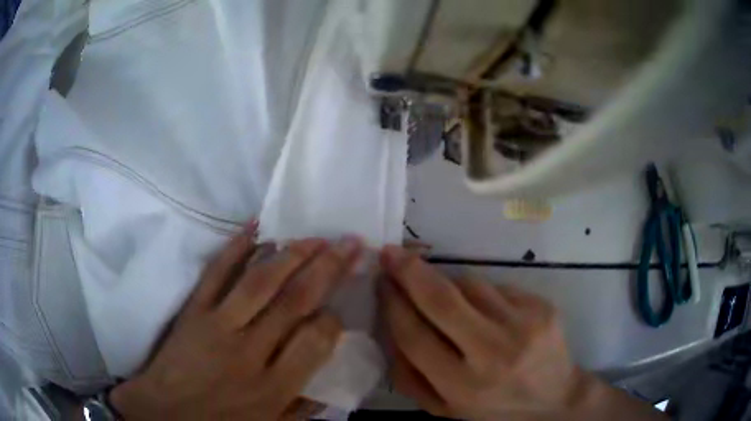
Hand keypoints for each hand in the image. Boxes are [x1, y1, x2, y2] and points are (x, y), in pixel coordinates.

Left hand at [110, 224, 361, 419]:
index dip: (333, 320)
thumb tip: (332, 385)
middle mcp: (250, 353)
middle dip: (328, 269)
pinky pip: (216, 273)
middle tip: (350, 243)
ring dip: (292, 255)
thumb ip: (304, 409)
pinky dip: (236, 247)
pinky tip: (256, 227)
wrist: (164, 413)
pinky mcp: (193, 311)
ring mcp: (217, 326)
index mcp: (273, 388)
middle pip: (294, 302)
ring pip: (260, 282)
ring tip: (316, 237)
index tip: (336, 312)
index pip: (316, 341)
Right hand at [379, 246, 664, 420]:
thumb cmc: (494, 408)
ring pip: (470, 285)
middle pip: (441, 301)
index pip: (414, 336)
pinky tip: (490, 314)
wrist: (555, 399)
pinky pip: (497, 287)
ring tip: (451, 300)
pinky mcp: (541, 307)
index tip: (381, 282)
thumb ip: (410, 376)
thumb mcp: (445, 408)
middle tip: (391, 253)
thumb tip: (389, 328)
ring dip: (449, 284)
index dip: (392, 305)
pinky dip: (482, 294)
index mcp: (462, 387)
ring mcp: (523, 325)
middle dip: (410, 272)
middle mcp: (493, 355)